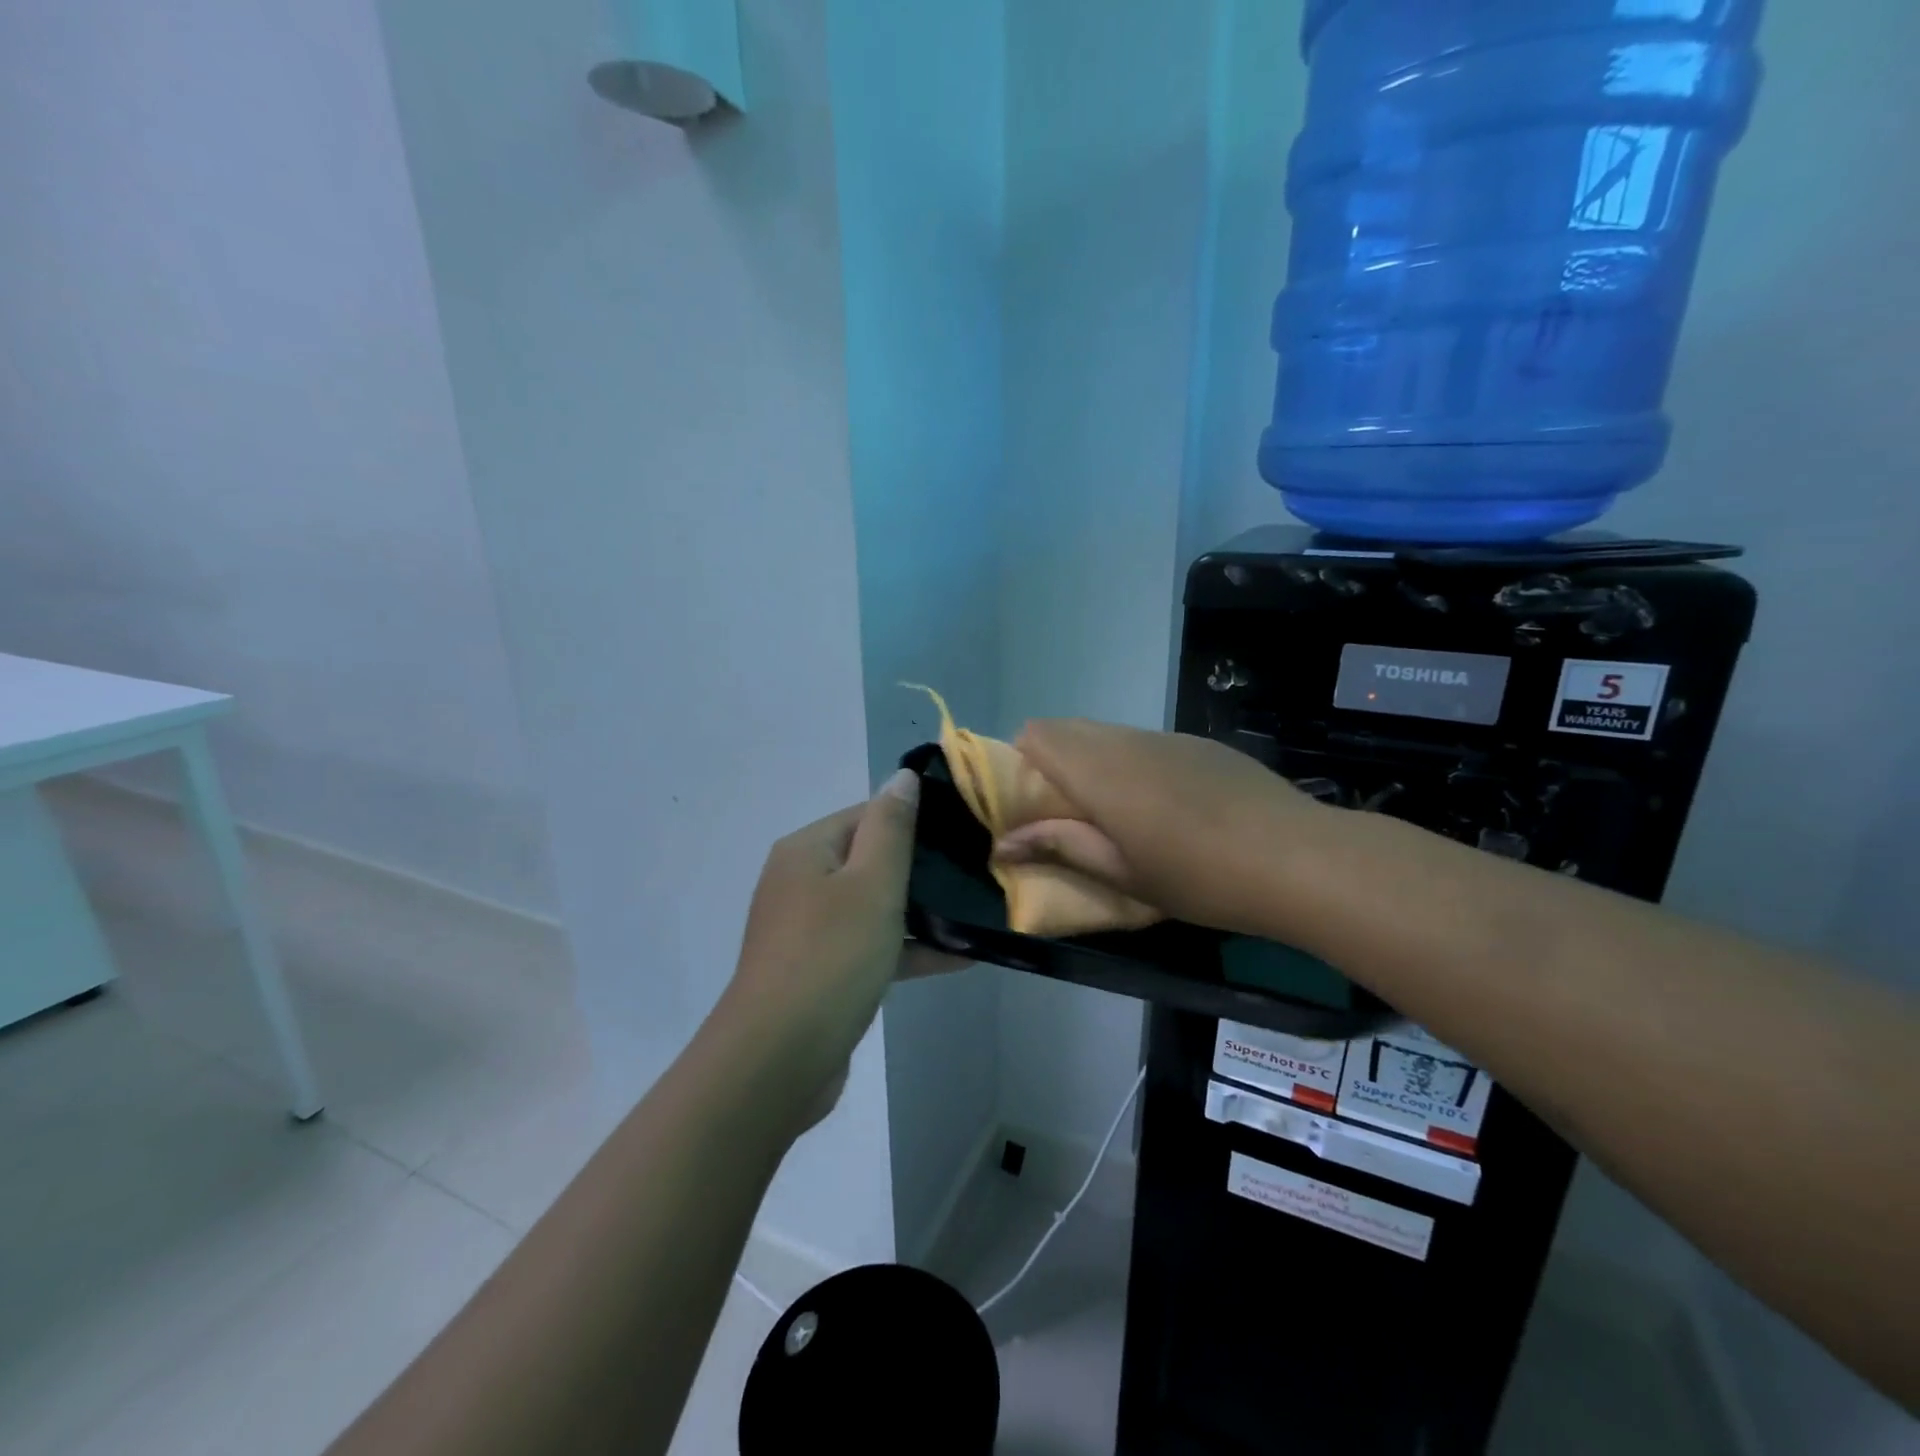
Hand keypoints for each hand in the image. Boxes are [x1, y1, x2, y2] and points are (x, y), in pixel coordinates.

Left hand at [720, 769, 964, 1130]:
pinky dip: (908, 948)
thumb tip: (902, 776)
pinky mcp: (823, 971)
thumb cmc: (829, 957)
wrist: (778, 1061)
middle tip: (977, 869)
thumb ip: (891, 827)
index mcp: (807, 851)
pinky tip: (961, 957)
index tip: (964, 829)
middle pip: (871, 859)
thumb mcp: (870, 884)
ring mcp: (810, 930)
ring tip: (976, 910)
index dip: (915, 817)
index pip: (867, 813)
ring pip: (874, 906)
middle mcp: (802, 882)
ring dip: (921, 910)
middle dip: (921, 866)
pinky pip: (872, 946)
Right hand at [993, 720, 1328, 938]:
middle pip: (1068, 728)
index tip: (1031, 804)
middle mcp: (1126, 740)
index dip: (1021, 762)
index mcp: (1098, 770)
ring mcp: (1167, 737)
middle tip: (1070, 814)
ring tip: (1119, 813)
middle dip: (1053, 761)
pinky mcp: (1199, 743)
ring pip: (1108, 734)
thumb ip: (1060, 846)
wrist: (1298, 857)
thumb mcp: (1122, 873)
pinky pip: (1145, 741)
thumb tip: (1003, 843)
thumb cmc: (1198, 876)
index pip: (1035, 734)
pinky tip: (1168, 805)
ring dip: (1094, 761)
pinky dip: (1133, 762)